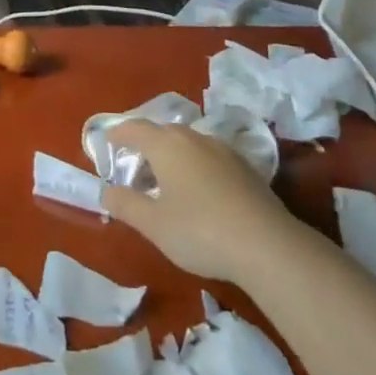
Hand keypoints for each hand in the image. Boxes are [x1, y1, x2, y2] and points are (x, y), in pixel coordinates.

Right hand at [101, 121, 296, 282]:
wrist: (268, 246)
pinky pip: (209, 158)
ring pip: (188, 144)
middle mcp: (195, 138)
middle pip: (162, 133)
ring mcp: (224, 151)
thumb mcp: (152, 224)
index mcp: (167, 145)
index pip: (134, 128)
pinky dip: (194, 167)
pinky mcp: (246, 169)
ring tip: (164, 183)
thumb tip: (107, 191)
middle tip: (133, 170)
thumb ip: (124, 204)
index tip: (107, 145)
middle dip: (144, 146)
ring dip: (171, 157)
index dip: (117, 135)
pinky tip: (197, 193)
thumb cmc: (199, 231)